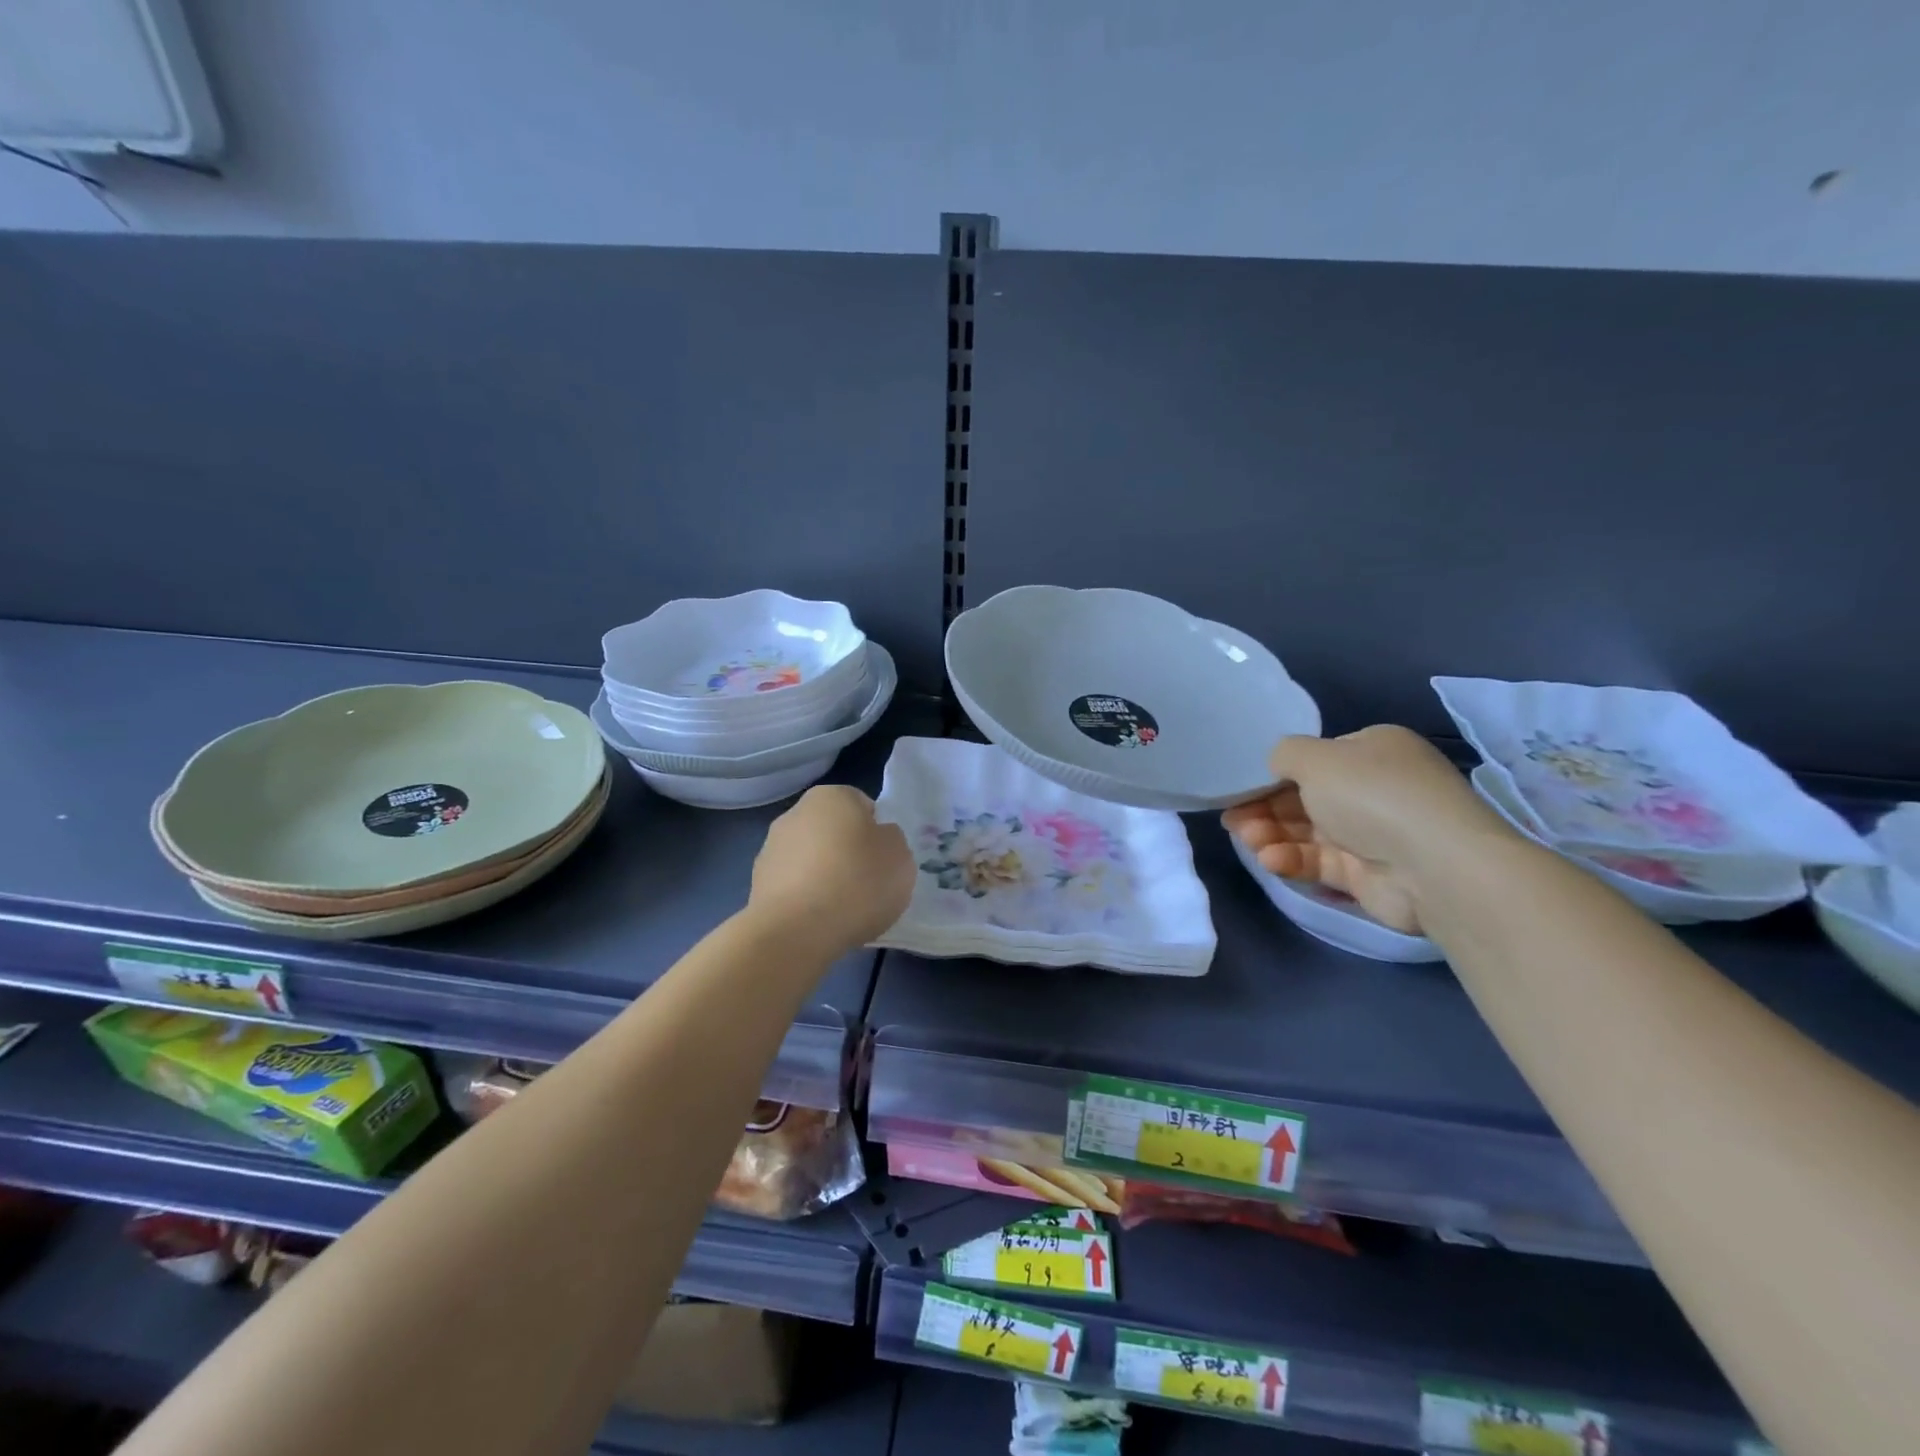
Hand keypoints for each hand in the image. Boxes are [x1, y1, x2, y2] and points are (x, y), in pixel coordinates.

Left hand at [749, 785, 913, 955]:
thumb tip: (877, 840)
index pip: (863, 805)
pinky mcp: (757, 884)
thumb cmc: (858, 882)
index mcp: (832, 795)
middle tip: (867, 885)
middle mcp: (796, 813)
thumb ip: (891, 840)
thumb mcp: (901, 856)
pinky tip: (819, 922)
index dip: (877, 833)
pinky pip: (794, 887)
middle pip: (833, 831)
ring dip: (824, 876)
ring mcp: (770, 848)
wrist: (796, 931)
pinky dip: (806, 900)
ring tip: (843, 910)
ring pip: (811, 859)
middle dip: (848, 852)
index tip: (884, 861)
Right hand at [1222, 725, 1505, 933]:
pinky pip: (1320, 862)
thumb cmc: (1372, 795)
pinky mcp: (1367, 875)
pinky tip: (1270, 860)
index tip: (1240, 788)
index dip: (1274, 773)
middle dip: (1265, 808)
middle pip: (1306, 797)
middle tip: (1231, 819)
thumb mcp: (1316, 757)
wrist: (1434, 865)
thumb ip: (1284, 754)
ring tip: (1246, 840)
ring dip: (1272, 834)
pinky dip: (1293, 859)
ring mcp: (1373, 834)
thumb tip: (1275, 764)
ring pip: (1308, 832)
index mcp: (1373, 752)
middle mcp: (1375, 789)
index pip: (1316, 759)